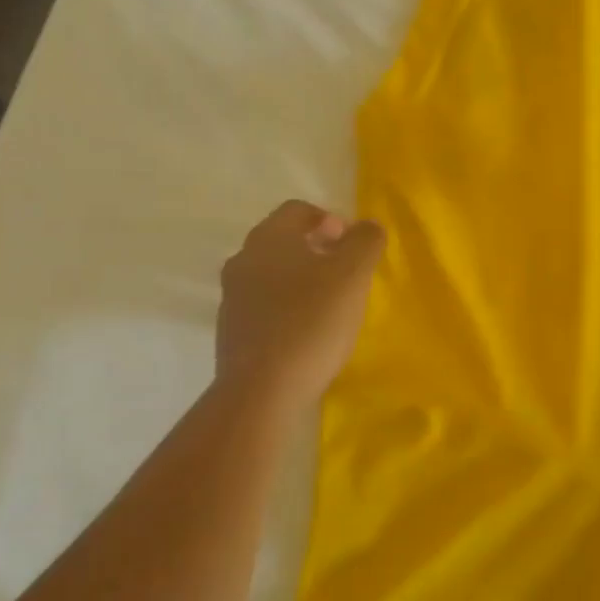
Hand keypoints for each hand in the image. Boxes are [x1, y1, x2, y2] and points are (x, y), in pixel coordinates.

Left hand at [217, 200, 385, 404]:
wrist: (261, 390)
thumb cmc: (311, 322)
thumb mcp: (352, 275)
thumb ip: (365, 242)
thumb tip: (367, 227)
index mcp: (269, 238)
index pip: (298, 210)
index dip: (330, 219)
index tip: (353, 243)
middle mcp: (243, 260)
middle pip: (283, 240)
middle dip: (317, 249)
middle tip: (347, 271)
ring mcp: (232, 297)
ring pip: (273, 273)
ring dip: (302, 278)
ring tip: (331, 303)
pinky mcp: (232, 331)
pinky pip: (265, 305)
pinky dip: (288, 306)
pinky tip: (308, 331)